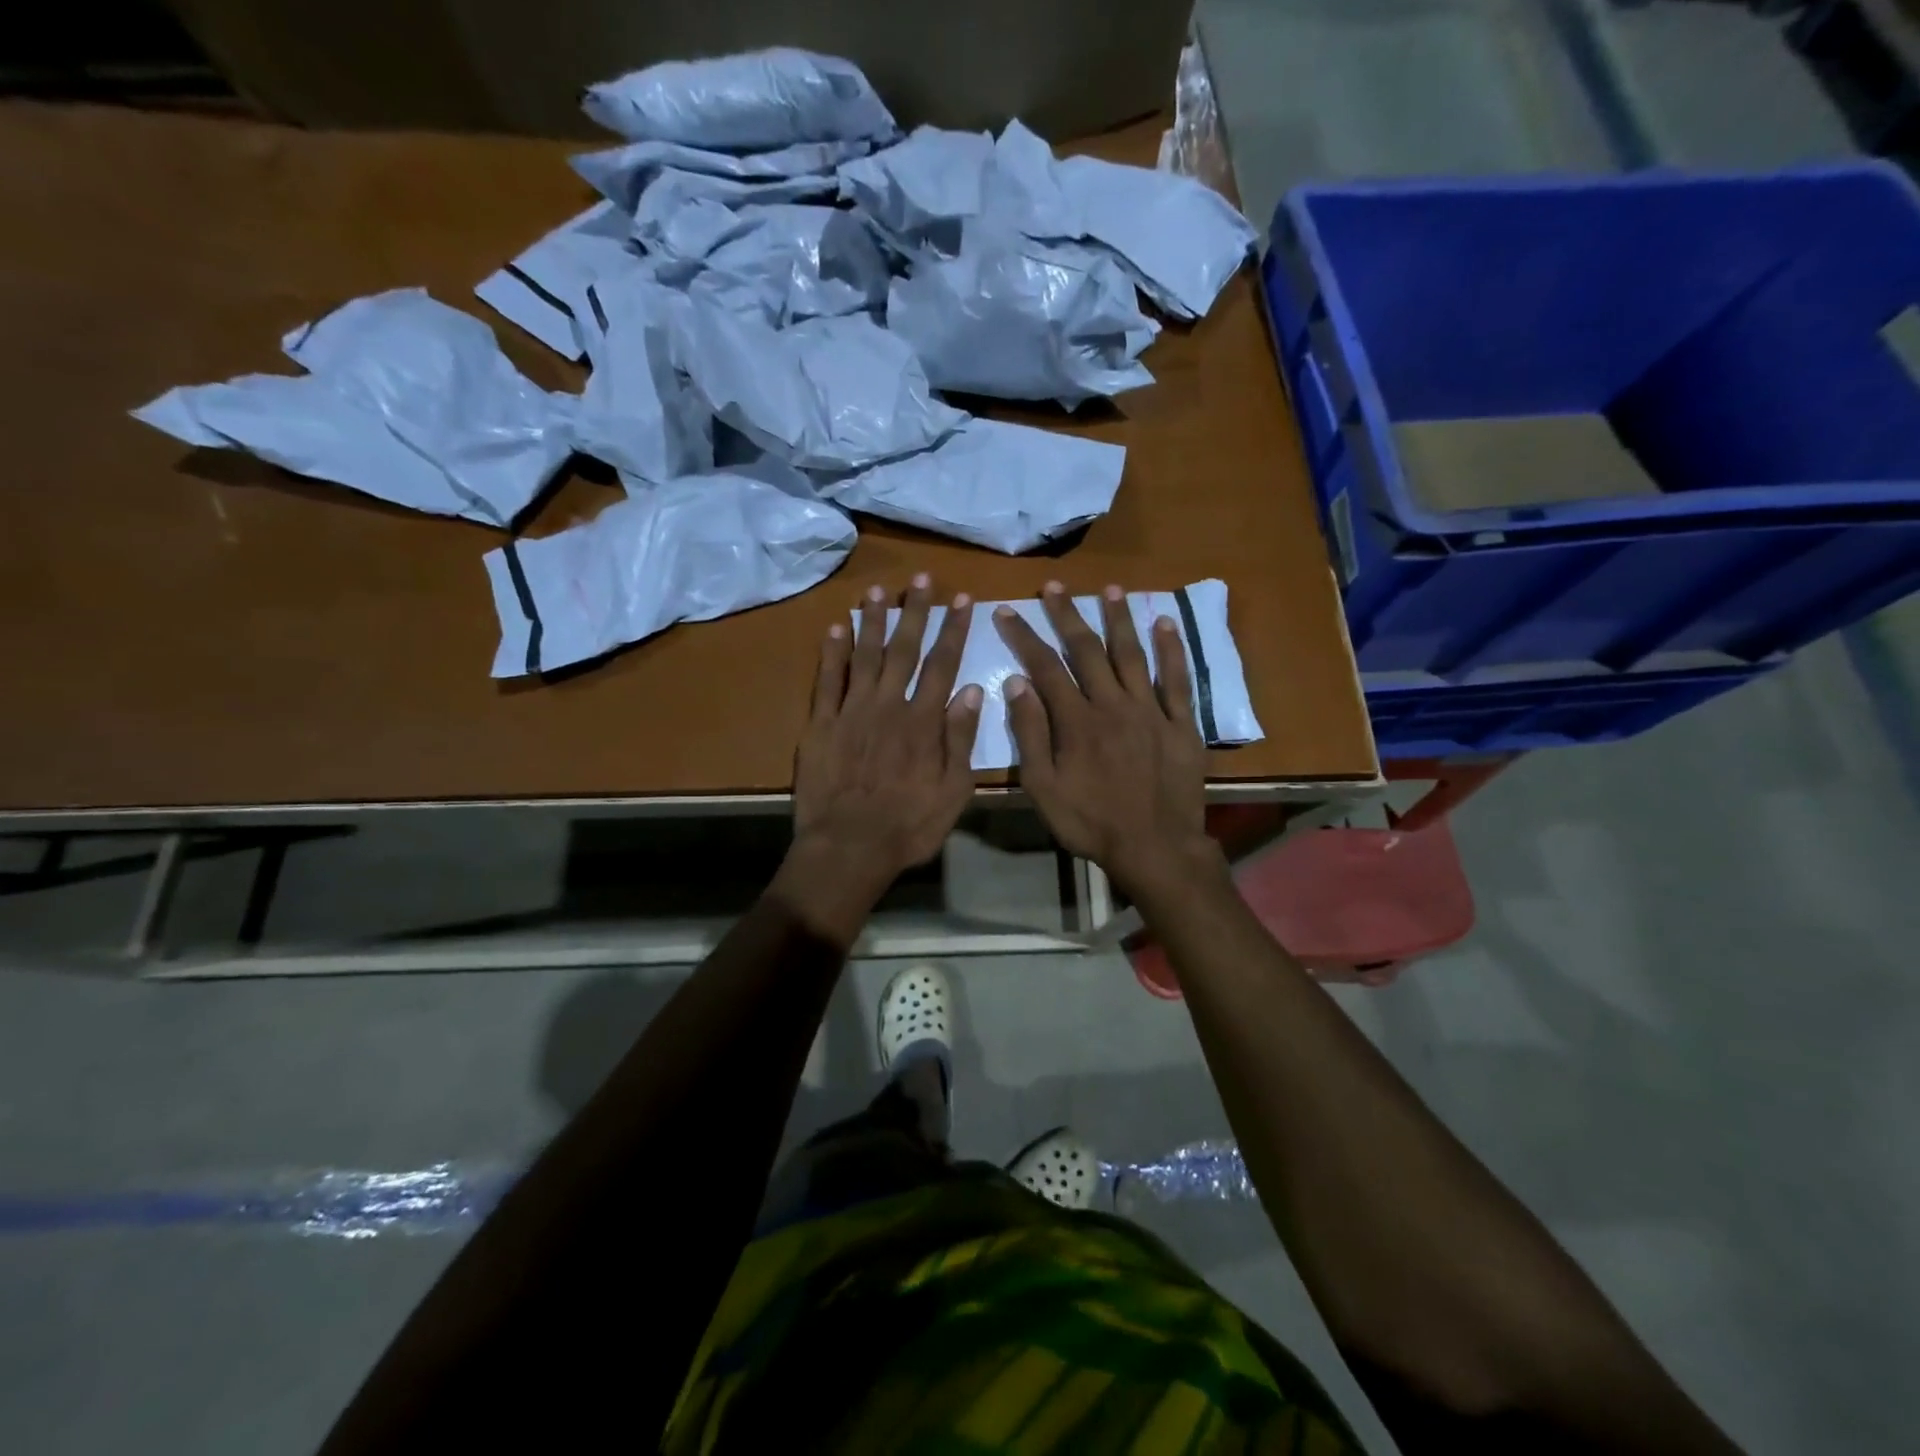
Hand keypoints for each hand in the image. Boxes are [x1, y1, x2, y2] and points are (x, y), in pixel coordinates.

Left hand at [789, 574, 982, 910]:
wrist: (848, 848)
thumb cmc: (908, 826)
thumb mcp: (953, 792)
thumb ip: (961, 740)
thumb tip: (971, 691)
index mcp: (923, 722)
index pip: (943, 664)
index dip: (953, 629)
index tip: (961, 600)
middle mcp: (888, 706)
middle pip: (903, 650)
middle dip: (914, 612)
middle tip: (920, 580)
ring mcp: (851, 712)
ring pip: (863, 656)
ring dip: (872, 621)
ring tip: (878, 592)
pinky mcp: (821, 725)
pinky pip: (826, 681)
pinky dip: (831, 653)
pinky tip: (835, 628)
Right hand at [993, 581, 1222, 900]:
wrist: (1154, 847)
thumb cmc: (1091, 822)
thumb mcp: (1044, 786)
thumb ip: (1030, 733)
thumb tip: (1016, 682)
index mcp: (1076, 720)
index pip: (1045, 666)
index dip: (1024, 636)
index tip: (1008, 611)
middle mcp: (1113, 704)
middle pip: (1087, 650)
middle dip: (1067, 615)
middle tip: (1054, 587)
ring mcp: (1150, 710)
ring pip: (1132, 654)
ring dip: (1119, 619)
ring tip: (1110, 589)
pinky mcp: (1182, 723)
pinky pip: (1177, 679)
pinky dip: (1172, 649)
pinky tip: (1165, 623)